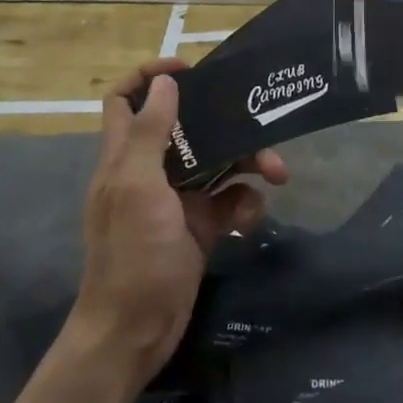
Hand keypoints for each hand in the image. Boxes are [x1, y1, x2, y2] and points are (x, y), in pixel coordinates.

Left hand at [67, 59, 285, 383]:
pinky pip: (230, 200)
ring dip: (249, 163)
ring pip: (218, 162)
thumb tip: (165, 82)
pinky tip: (249, 219)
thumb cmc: (132, 255)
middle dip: (225, 123)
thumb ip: (150, 133)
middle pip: (188, 127)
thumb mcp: (138, 188)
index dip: (149, 76)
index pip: (124, 100)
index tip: (189, 69)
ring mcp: (177, 199)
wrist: (135, 332)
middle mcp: (151, 170)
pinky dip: (245, 203)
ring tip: (279, 172)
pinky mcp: (200, 225)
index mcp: (125, 156)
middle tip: (256, 120)